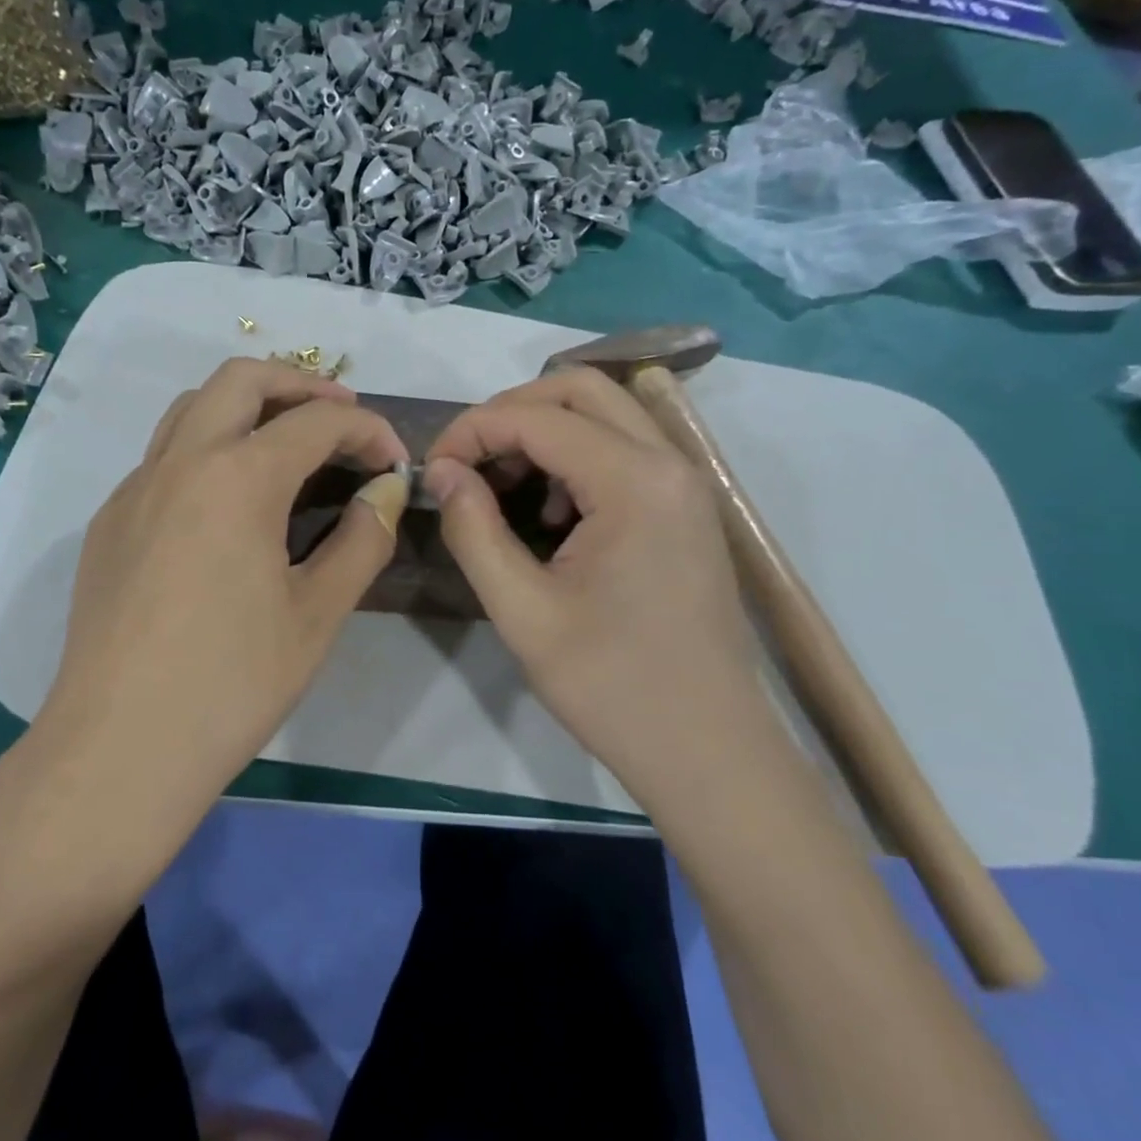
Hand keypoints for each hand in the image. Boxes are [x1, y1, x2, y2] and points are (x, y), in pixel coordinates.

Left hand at [37, 359, 408, 819]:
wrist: (119, 748)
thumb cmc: (231, 684)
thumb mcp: (317, 615)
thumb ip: (361, 540)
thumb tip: (384, 492)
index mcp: (238, 478)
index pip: (318, 421)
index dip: (368, 431)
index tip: (395, 464)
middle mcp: (179, 463)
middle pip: (241, 379)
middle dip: (300, 384)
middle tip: (341, 417)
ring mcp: (134, 489)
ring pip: (191, 408)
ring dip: (246, 406)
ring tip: (286, 443)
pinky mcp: (109, 522)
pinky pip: (163, 456)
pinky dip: (207, 448)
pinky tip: (228, 504)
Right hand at [422, 369, 767, 793]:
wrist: (708, 751)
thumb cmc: (612, 685)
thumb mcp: (523, 611)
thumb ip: (473, 530)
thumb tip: (441, 472)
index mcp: (635, 482)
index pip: (537, 417)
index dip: (472, 431)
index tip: (432, 470)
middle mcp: (669, 463)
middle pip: (581, 389)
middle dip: (511, 412)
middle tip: (467, 462)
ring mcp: (686, 484)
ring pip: (607, 414)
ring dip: (546, 432)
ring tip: (504, 489)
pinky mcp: (686, 509)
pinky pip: (626, 450)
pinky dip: (578, 458)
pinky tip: (553, 518)